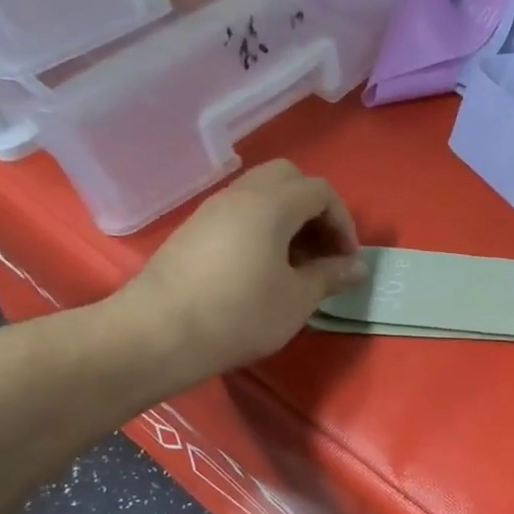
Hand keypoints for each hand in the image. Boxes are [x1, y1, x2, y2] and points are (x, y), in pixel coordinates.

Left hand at [115, 159, 365, 384]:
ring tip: (296, 264)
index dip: (343, 222)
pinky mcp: (193, 231)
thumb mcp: (297, 299)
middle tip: (322, 250)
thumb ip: (330, 276)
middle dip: (314, 210)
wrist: (157, 334)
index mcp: (271, 205)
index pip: (320, 191)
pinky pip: (239, 214)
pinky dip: (262, 229)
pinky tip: (263, 269)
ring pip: (261, 195)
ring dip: (288, 219)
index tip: (346, 260)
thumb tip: (357, 267)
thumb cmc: (239, 314)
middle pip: (288, 179)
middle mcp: (240, 196)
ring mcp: (211, 211)